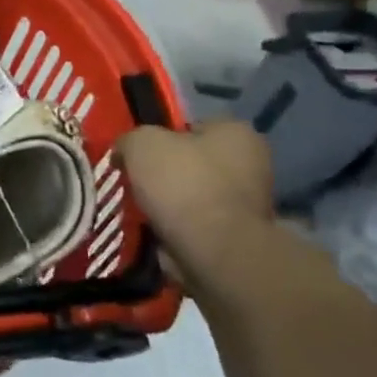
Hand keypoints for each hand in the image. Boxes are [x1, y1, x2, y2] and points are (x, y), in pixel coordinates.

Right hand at [117, 121, 274, 269]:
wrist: (212, 249)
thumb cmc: (182, 184)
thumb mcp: (141, 144)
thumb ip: (130, 140)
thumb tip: (124, 151)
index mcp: (235, 132)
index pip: (191, 127)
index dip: (160, 138)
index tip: (137, 155)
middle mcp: (251, 163)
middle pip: (193, 162)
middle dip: (165, 173)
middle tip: (136, 183)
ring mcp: (249, 202)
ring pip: (194, 194)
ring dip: (170, 202)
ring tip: (142, 210)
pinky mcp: (239, 235)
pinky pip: (197, 223)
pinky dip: (177, 227)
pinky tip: (157, 230)